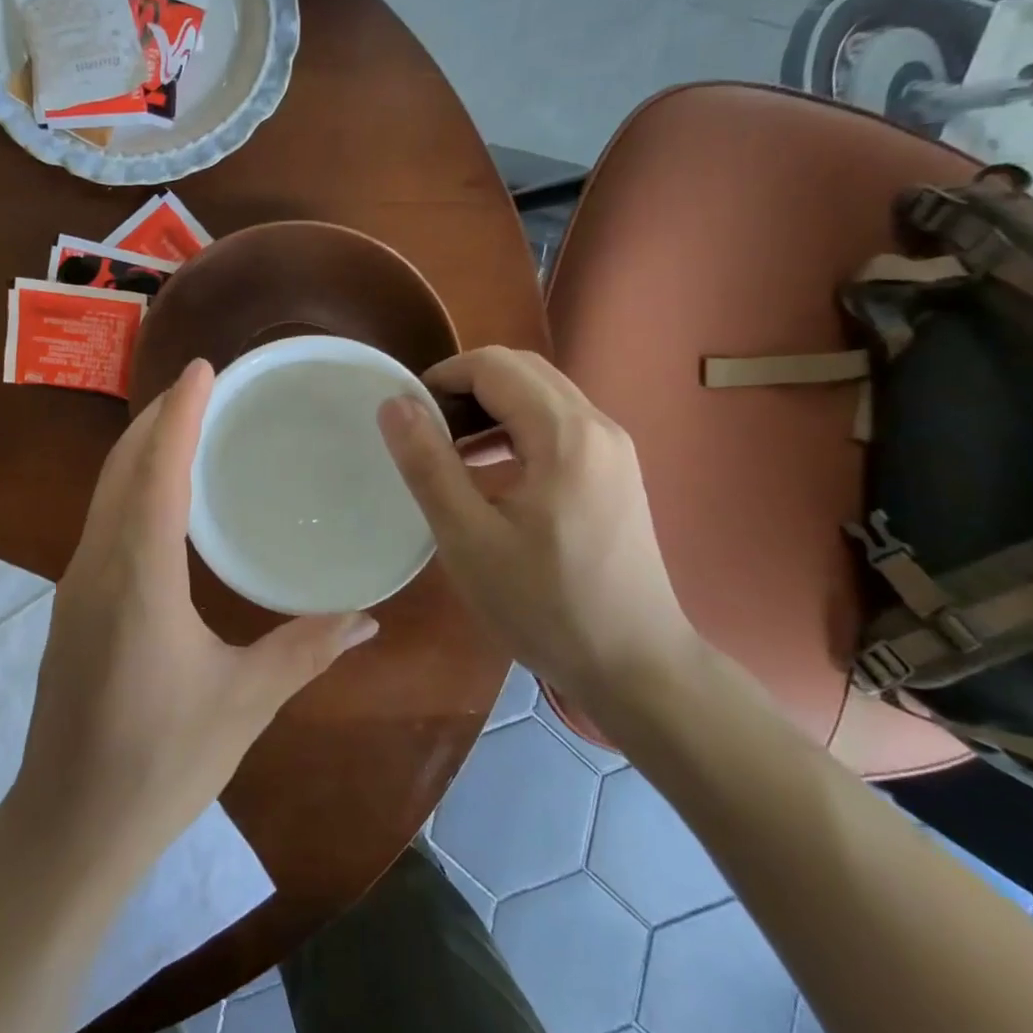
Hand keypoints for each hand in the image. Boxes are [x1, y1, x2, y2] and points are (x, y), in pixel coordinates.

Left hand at [11, 358, 378, 865]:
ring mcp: (77, 583)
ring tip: (186, 423)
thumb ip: (306, 650)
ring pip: (106, 490)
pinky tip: (162, 495)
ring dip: (142, 448)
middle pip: (122, 467)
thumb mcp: (244, 703)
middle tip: (204, 385)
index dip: (181, 414)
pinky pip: (103, 518)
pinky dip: (132, 484)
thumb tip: (368, 616)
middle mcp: (99, 565)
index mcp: (140, 578)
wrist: (67, 827)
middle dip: (158, 418)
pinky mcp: (74, 604)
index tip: (205, 369)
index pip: (157, 472)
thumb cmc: (159, 763)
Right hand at [376, 347, 697, 724]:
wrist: (637, 667)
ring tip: (450, 449)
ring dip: (491, 406)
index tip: (407, 416)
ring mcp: (613, 447)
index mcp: (564, 434)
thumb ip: (428, 464)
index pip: (494, 366)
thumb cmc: (546, 606)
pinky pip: (559, 423)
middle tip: (426, 430)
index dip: (442, 378)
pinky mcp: (616, 470)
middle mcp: (597, 425)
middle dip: (466, 386)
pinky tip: (491, 471)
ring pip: (542, 394)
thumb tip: (395, 403)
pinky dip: (517, 428)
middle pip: (521, 370)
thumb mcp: (469, 539)